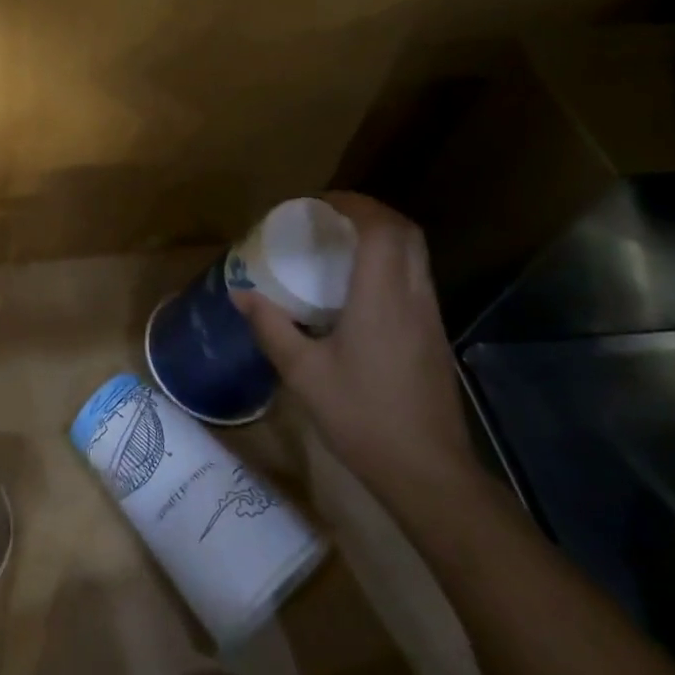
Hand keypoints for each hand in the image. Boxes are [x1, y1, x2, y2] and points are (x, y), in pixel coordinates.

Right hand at [233, 192, 479, 501]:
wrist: (428, 472)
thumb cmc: (361, 417)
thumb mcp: (302, 372)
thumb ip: (270, 326)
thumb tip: (240, 292)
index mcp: (382, 299)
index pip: (382, 229)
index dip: (354, 204)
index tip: (318, 202)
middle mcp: (413, 297)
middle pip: (406, 233)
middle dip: (370, 212)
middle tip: (328, 217)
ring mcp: (430, 317)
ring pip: (415, 255)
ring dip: (382, 236)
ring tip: (339, 243)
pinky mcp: (434, 335)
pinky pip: (414, 277)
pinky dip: (389, 262)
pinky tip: (357, 286)